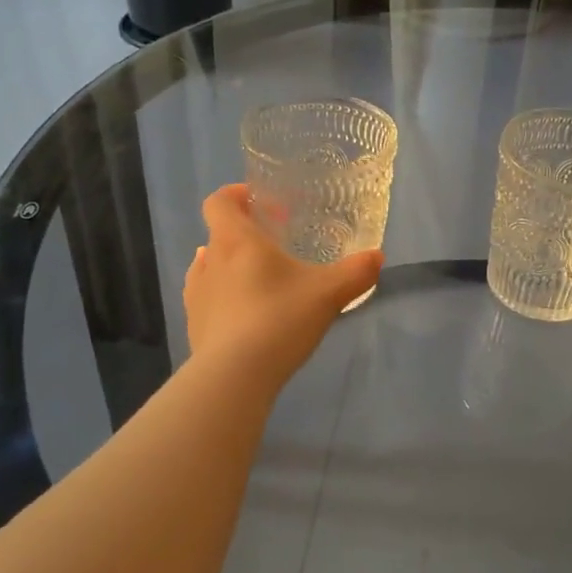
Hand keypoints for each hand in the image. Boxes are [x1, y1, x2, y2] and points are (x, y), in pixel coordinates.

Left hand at [183, 184, 381, 386]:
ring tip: (259, 279)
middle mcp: (209, 261)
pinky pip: (206, 298)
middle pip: (218, 233)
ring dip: (230, 265)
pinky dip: (223, 296)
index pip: (219, 202)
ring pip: (209, 266)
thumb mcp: (328, 293)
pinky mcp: (194, 325)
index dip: (236, 195)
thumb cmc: (278, 319)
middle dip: (245, 234)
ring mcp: (196, 295)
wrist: (234, 377)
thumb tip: (377, 257)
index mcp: (236, 241)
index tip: (262, 203)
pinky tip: (245, 313)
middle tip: (276, 245)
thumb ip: (356, 272)